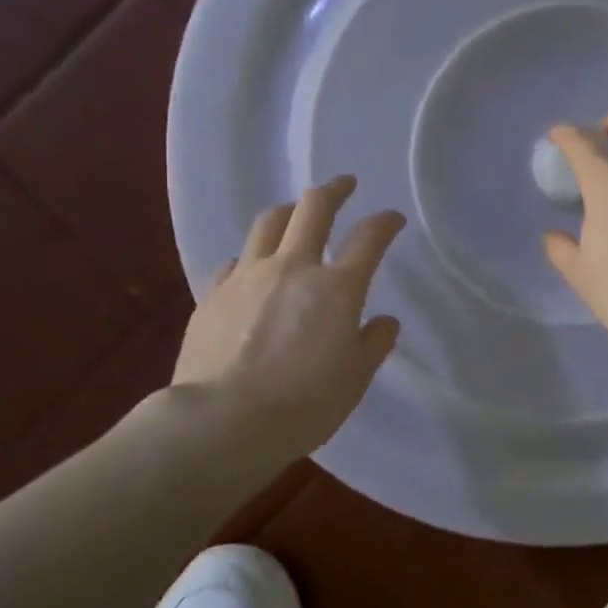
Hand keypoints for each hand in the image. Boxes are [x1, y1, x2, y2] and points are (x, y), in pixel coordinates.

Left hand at [174, 175, 405, 462]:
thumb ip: (373, 344)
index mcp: (336, 288)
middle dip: (334, 190)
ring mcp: (248, 276)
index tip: (393, 219)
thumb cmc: (304, 404)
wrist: (223, 422)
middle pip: (313, 208)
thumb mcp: (354, 379)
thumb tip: (384, 323)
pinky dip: (252, 256)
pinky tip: (253, 269)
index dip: (385, 222)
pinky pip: (237, 260)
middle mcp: (292, 268)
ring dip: (289, 212)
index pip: (369, 238)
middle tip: (344, 185)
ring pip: (268, 223)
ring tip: (296, 215)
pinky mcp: (214, 294)